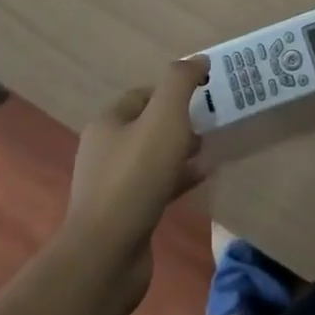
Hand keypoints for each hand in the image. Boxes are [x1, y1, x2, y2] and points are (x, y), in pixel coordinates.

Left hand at [64, 55, 208, 301]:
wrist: (107, 255)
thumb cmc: (136, 176)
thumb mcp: (164, 118)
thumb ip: (180, 82)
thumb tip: (197, 60)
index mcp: (107, 122)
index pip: (142, 94)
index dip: (171, 91)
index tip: (202, 95)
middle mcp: (104, 150)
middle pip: (146, 125)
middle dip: (178, 121)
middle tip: (210, 122)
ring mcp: (111, 185)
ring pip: (152, 157)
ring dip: (179, 151)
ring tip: (209, 149)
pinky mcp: (124, 215)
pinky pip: (155, 186)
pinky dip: (178, 178)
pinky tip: (201, 178)